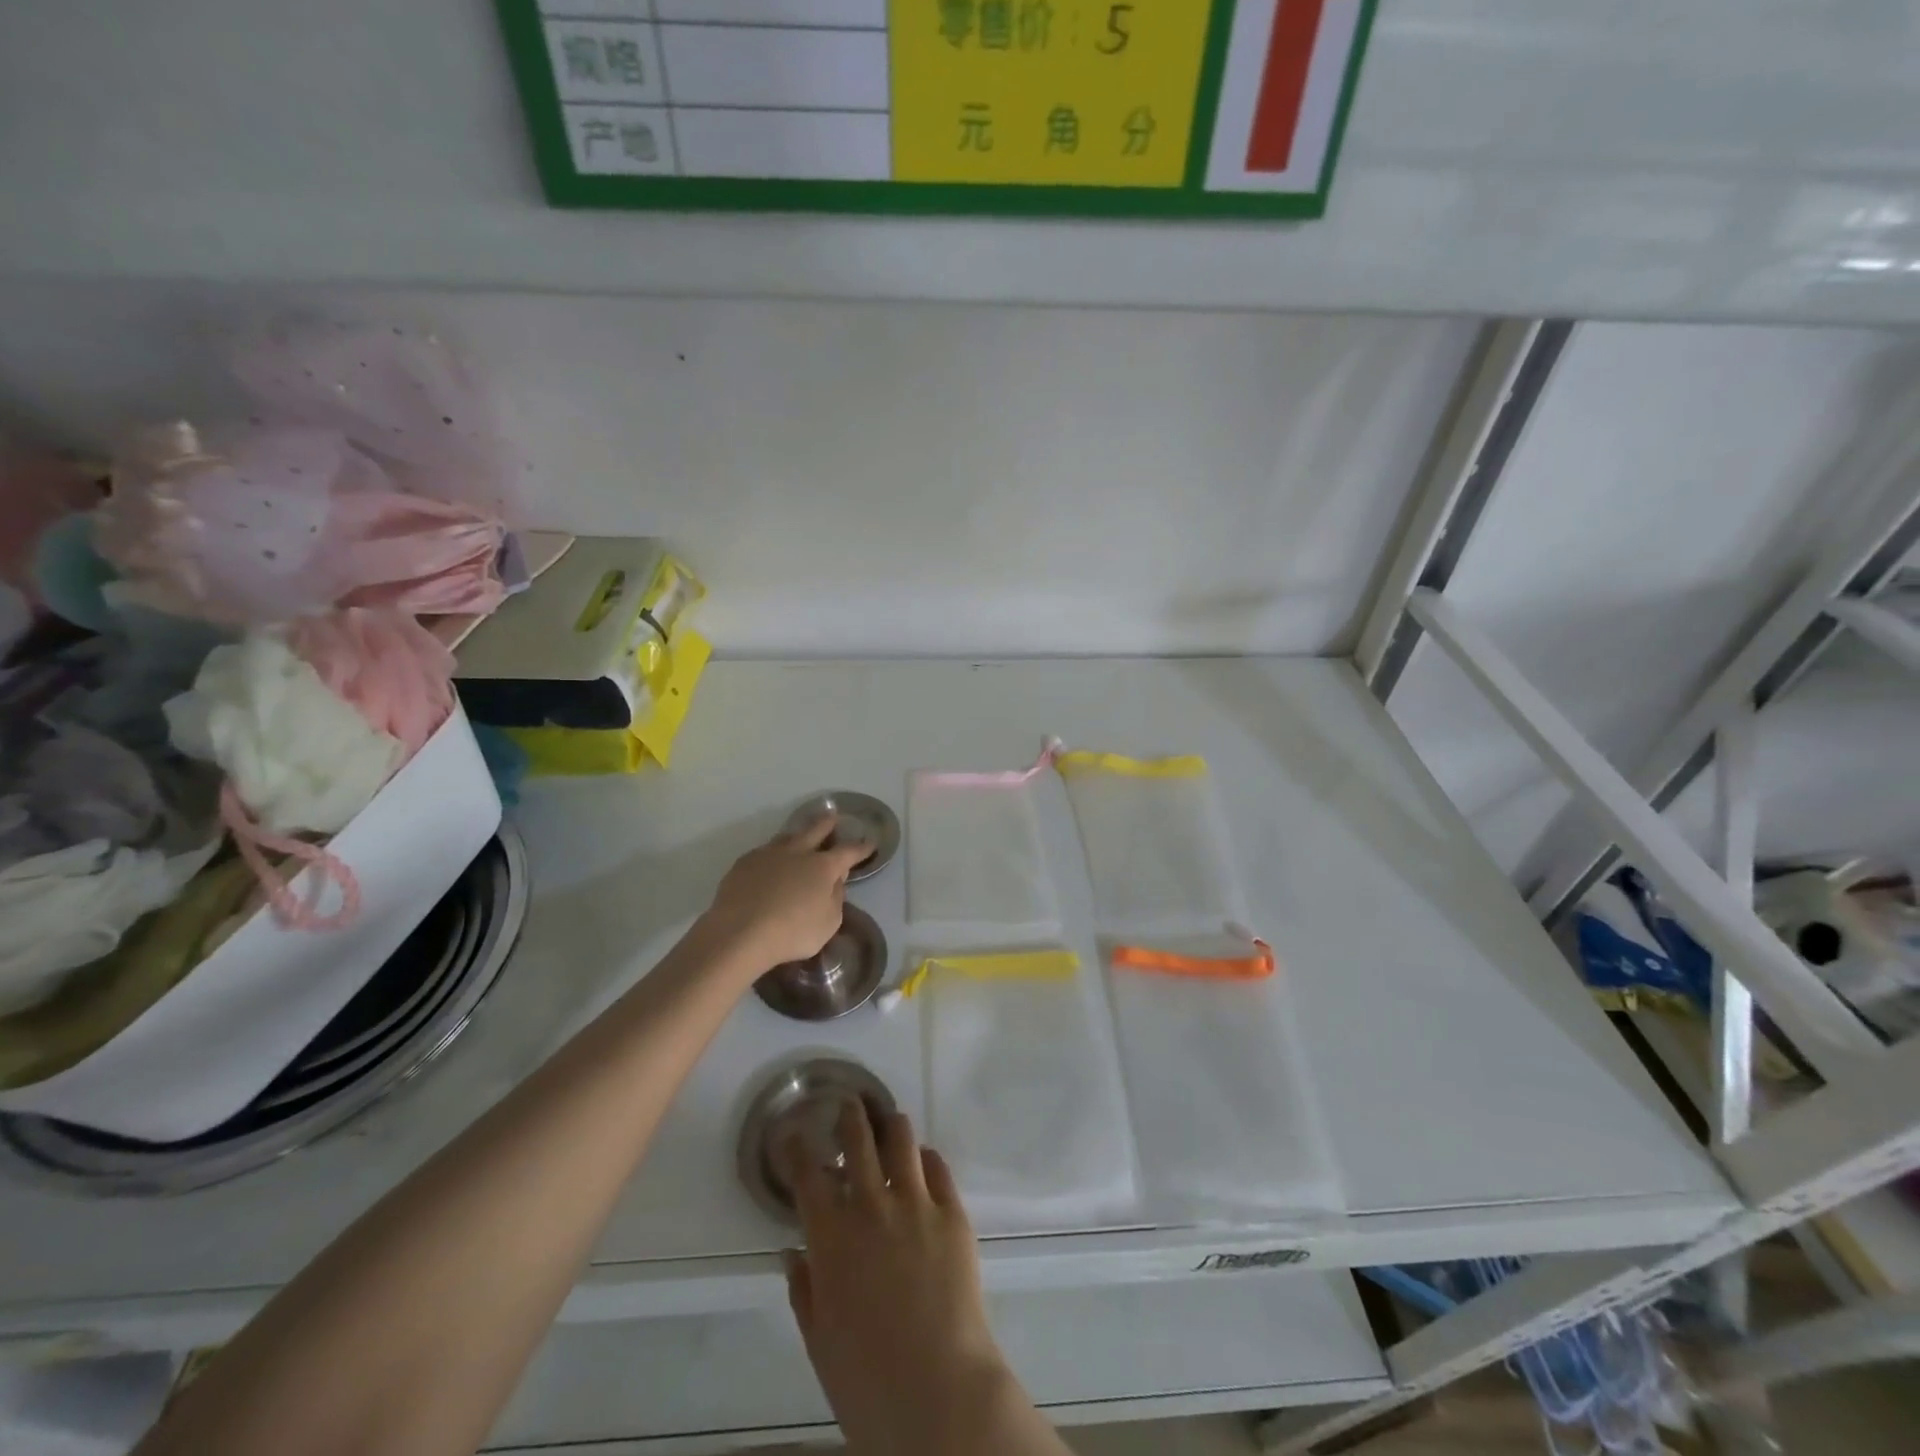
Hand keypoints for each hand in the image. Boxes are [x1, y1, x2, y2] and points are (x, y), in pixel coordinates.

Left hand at [701, 815, 869, 971]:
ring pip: (788, 837)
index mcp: (823, 866)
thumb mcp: (829, 923)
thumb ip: (835, 898)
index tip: (870, 842)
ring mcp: (768, 853)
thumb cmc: (793, 932)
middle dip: (828, 822)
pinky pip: (764, 852)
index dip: (861, 847)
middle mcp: (798, 852)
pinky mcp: (744, 862)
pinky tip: (769, 865)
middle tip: (834, 817)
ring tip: (800, 838)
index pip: (849, 852)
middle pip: (816, 829)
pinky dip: (773, 855)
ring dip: (798, 836)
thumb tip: (835, 882)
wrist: (740, 932)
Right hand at [782, 1105, 1010, 1452]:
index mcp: (831, 1238)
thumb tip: (793, 1252)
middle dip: (849, 1116)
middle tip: (848, 1105)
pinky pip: (938, 1167)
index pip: (807, 1176)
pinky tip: (922, 1161)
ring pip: (901, 1141)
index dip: (797, 1149)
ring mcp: (916, 1203)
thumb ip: (804, 1289)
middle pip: (858, 1141)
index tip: (793, 1133)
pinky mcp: (952, 1212)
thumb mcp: (820, 1340)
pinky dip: (925, 1158)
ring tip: (887, 1121)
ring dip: (890, 1126)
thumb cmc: (867, 1379)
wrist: (938, 1390)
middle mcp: (871, 1206)